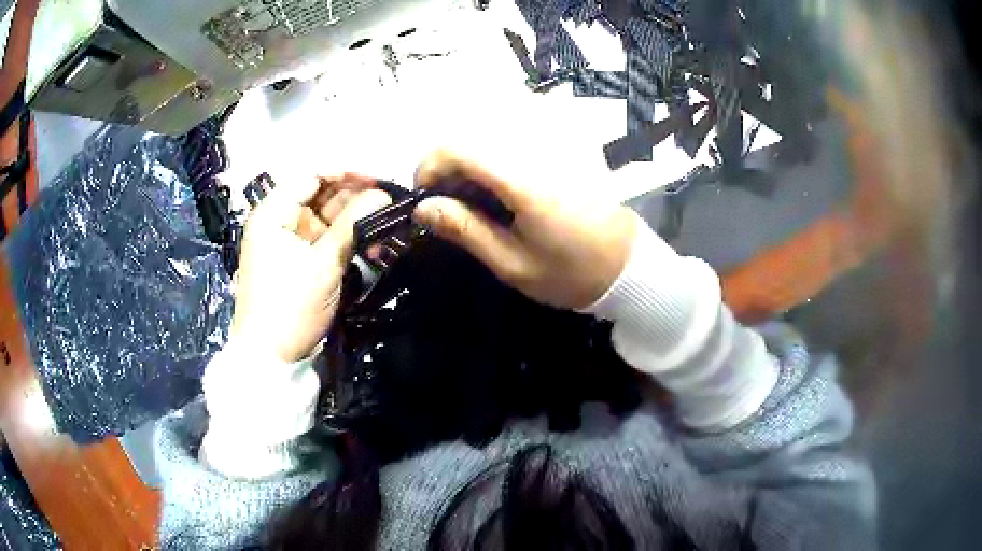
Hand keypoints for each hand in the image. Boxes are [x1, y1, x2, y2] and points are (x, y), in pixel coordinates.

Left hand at [231, 175, 390, 361]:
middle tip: (391, 204)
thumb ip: (353, 225)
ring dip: (356, 221)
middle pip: (321, 196)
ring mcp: (291, 244)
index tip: (379, 179)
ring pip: (328, 220)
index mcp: (273, 214)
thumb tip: (384, 194)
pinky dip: (348, 241)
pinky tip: (373, 243)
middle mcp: (280, 222)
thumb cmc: (289, 308)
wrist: (272, 360)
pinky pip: (327, 241)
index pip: (311, 176)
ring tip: (388, 223)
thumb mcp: (322, 265)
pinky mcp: (302, 264)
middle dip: (355, 198)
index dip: (345, 173)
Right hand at [412, 151, 637, 309]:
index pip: (455, 148)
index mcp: (520, 179)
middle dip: (448, 167)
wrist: (627, 265)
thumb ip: (464, 230)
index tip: (426, 200)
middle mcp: (534, 148)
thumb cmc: (570, 272)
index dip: (428, 169)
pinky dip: (495, 155)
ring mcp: (552, 142)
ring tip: (479, 201)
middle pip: (468, 135)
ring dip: (471, 161)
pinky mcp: (563, 144)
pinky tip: (504, 186)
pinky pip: (514, 134)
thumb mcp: (511, 264)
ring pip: (489, 131)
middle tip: (453, 206)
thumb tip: (422, 208)